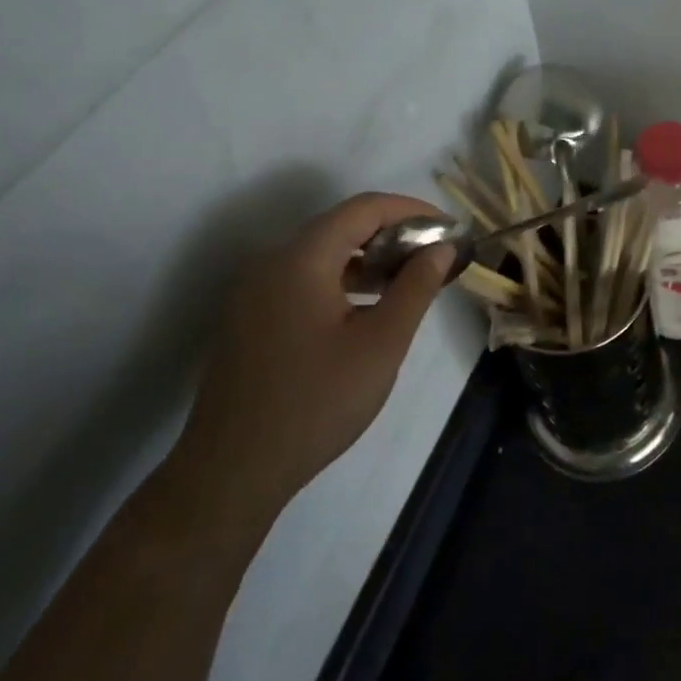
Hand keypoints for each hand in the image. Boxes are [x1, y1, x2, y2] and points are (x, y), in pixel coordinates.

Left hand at [162, 192, 454, 550]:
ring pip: (321, 255)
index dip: (411, 209)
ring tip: (408, 282)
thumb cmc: (317, 402)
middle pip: (340, 226)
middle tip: (434, 258)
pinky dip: (342, 281)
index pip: (363, 208)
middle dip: (393, 234)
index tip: (448, 230)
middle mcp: (271, 264)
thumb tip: (441, 248)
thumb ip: (415, 288)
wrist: (232, 471)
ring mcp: (255, 293)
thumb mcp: (381, 345)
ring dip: (368, 259)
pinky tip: (367, 310)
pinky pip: (303, 280)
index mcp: (301, 260)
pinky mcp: (250, 319)